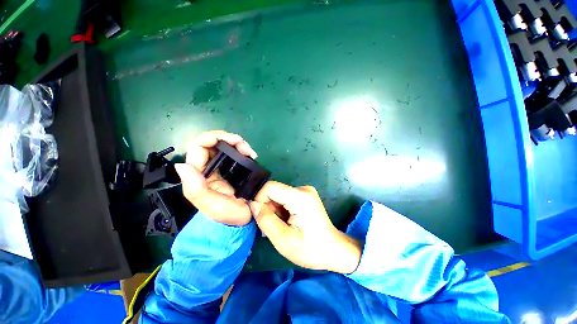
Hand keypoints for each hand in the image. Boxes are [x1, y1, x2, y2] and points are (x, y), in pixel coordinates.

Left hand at [175, 130, 256, 225]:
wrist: (242, 221)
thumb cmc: (227, 215)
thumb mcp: (211, 205)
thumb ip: (195, 188)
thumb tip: (182, 165)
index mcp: (199, 175)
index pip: (198, 146)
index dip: (213, 137)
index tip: (234, 140)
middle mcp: (207, 168)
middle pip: (212, 142)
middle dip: (229, 139)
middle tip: (245, 146)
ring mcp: (220, 168)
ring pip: (223, 146)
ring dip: (237, 144)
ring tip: (250, 152)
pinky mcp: (230, 169)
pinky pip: (233, 153)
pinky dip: (241, 150)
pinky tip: (250, 155)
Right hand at [250, 181, 361, 273]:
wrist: (334, 250)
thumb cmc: (311, 249)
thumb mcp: (284, 240)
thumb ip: (266, 220)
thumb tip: (252, 204)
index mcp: (300, 197)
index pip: (270, 187)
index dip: (259, 200)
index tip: (259, 217)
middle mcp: (303, 189)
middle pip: (274, 191)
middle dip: (267, 208)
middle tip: (270, 228)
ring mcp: (305, 191)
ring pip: (278, 196)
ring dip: (274, 210)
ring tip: (279, 227)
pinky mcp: (305, 196)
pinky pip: (285, 198)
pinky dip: (281, 210)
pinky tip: (285, 222)